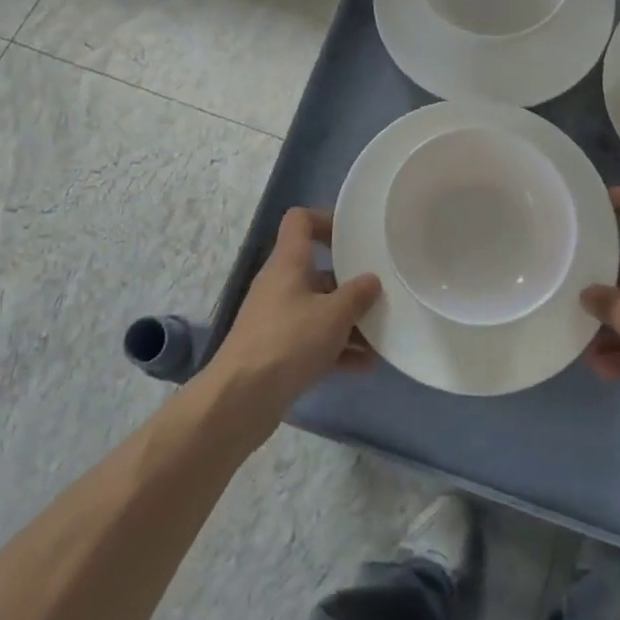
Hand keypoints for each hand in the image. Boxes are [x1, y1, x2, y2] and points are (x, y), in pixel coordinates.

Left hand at [204, 208, 380, 429]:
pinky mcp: (277, 350)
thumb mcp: (333, 315)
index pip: (300, 220)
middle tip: (379, 291)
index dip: (326, 220)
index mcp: (288, 262)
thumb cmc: (288, 342)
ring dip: (347, 320)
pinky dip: (336, 347)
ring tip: (380, 335)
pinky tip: (363, 365)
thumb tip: (371, 280)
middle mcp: (280, 284)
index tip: (354, 237)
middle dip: (349, 281)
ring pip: (318, 307)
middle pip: (317, 269)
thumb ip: (357, 295)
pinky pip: (312, 339)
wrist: (239, 399)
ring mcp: (277, 318)